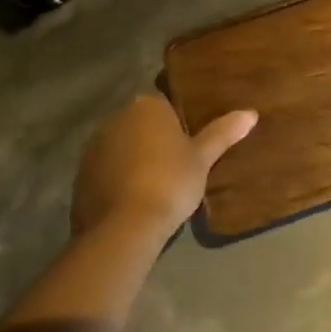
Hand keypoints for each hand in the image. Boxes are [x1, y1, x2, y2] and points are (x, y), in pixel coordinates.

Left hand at [72, 95, 256, 241]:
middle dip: (152, 141)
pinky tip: (131, 203)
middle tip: (174, 168)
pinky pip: (104, 171)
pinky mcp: (79, 176)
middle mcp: (115, 117)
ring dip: (132, 160)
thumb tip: (251, 113)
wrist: (125, 226)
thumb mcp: (203, 158)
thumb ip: (223, 133)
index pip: (163, 105)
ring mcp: (93, 147)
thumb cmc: (170, 182)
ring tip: (152, 189)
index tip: (187, 148)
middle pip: (139, 124)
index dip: (176, 126)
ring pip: (120, 147)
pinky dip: (115, 181)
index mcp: (146, 106)